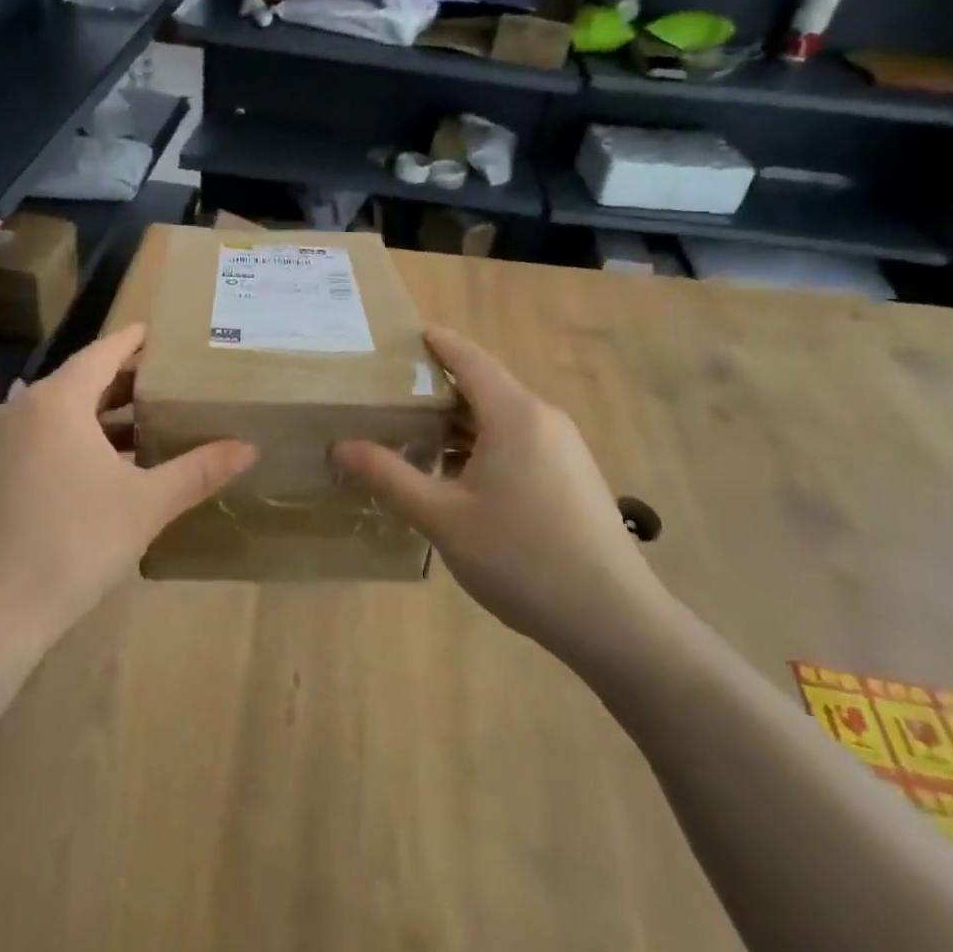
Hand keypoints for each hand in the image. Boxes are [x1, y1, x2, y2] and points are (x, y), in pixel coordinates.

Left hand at [0, 324, 254, 652]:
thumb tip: (249, 448)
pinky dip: (76, 437)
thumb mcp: (146, 504)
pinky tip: (104, 460)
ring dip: (101, 412)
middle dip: (124, 379)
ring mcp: (2, 442)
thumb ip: (198, 470)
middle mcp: (24, 409)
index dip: (134, 340)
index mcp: (58, 400)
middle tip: (168, 380)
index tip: (161, 332)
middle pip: (81, 379)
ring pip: (60, 411)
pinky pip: (43, 436)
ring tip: (146, 419)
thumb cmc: (75, 543)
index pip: (103, 353)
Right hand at [333, 327, 674, 670]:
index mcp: (514, 414)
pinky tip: (458, 477)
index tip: (406, 333)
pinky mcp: (573, 476)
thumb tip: (340, 447)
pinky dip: (484, 445)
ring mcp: (564, 448)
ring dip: (460, 423)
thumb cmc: (520, 557)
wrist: (612, 618)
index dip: (437, 343)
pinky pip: (520, 443)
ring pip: (502, 419)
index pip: (469, 359)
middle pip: (485, 387)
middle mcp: (543, 419)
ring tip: (415, 436)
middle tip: (391, 395)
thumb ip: (389, 477)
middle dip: (438, 388)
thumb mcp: (442, 517)